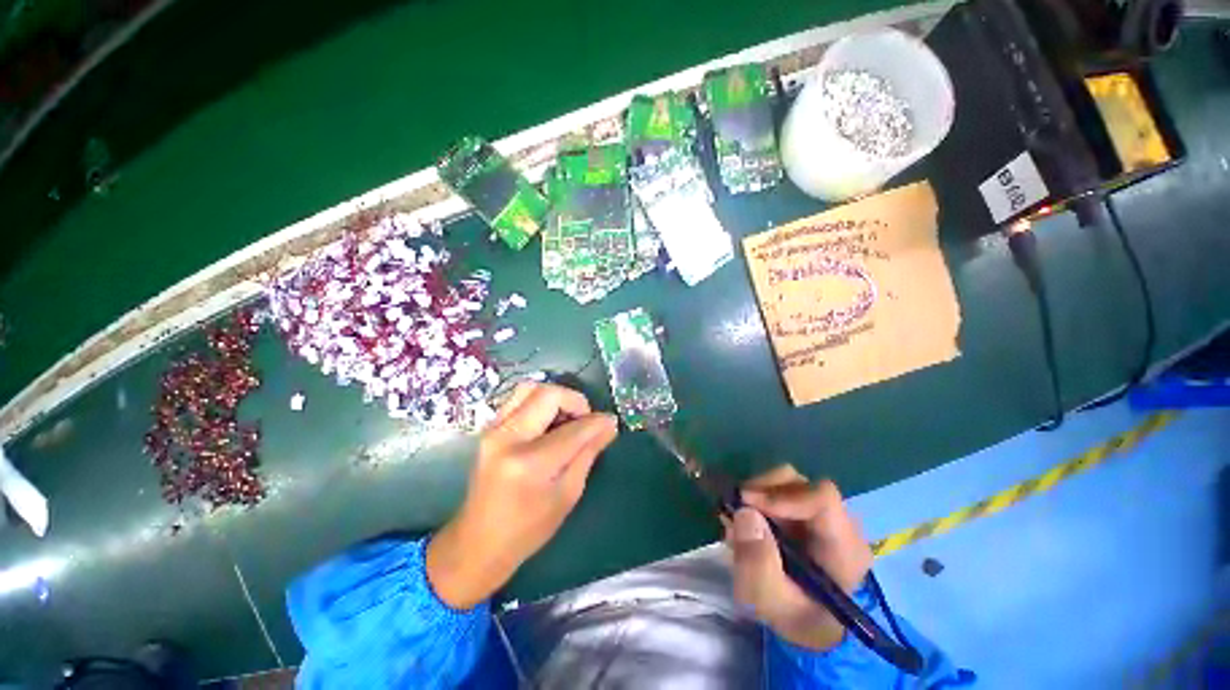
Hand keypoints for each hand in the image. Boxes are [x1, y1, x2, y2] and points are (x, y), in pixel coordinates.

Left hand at [426, 382, 617, 608]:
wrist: (478, 543)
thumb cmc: (528, 529)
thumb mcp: (567, 494)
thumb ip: (588, 453)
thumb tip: (608, 425)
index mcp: (529, 463)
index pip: (573, 429)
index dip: (597, 422)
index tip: (610, 422)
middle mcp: (507, 438)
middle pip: (549, 394)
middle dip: (575, 401)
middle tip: (585, 421)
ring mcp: (493, 430)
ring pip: (530, 388)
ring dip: (556, 397)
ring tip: (567, 419)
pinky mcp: (489, 429)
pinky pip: (518, 398)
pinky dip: (540, 402)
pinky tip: (549, 423)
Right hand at [725, 467, 872, 649]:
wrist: (807, 625)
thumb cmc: (794, 617)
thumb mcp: (770, 601)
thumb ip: (758, 563)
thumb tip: (745, 512)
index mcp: (845, 548)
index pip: (822, 499)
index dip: (781, 495)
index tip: (746, 503)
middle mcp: (840, 523)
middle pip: (801, 484)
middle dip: (763, 491)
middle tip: (736, 509)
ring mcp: (824, 514)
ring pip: (788, 481)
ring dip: (757, 494)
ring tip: (739, 519)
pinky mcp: (807, 511)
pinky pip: (781, 489)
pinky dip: (758, 498)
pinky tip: (747, 521)